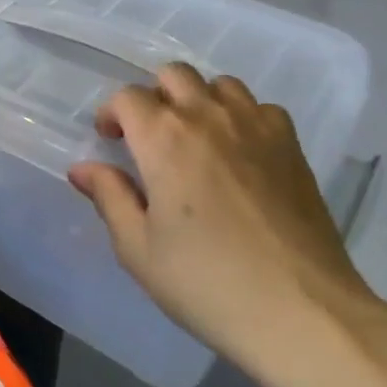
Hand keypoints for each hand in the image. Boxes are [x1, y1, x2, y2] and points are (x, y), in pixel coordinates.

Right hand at [67, 64, 378, 381]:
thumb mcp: (139, 249)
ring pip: (219, 84)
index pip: (128, 97)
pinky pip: (261, 107)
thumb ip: (109, 198)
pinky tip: (240, 152)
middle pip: (173, 74)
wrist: (303, 312)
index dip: (112, 113)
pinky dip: (243, 117)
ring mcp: (255, 126)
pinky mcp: (292, 146)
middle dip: (153, 96)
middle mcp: (207, 116)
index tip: (110, 140)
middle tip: (150, 136)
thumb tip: (83, 168)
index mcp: (163, 137)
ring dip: (199, 100)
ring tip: (195, 138)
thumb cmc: (207, 283)